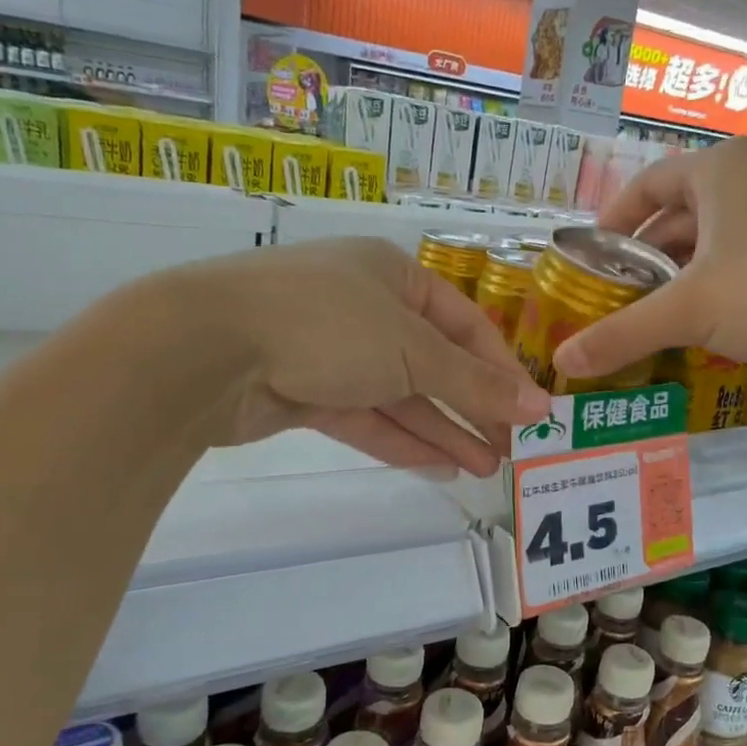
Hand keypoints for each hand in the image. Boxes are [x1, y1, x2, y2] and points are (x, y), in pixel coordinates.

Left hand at [175, 238, 550, 474]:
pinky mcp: (304, 392)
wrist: (206, 351)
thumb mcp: (413, 351)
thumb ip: (475, 383)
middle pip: (433, 363)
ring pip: (400, 395)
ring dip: (442, 430)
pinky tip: (440, 467)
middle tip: (509, 450)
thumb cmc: (327, 326)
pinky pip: (366, 417)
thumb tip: (539, 406)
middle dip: (472, 407)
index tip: (531, 412)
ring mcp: (331, 351)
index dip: (500, 369)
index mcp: (393, 277)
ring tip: (484, 468)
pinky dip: (401, 440)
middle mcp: (365, 308)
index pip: (464, 324)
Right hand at [552, 138, 746, 382]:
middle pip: (675, 214)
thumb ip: (621, 334)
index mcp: (716, 171)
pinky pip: (740, 256)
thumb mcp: (688, 313)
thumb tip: (562, 363)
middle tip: (616, 299)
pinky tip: (703, 322)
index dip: (611, 221)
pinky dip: (713, 283)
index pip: (644, 185)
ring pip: (710, 238)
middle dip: (642, 257)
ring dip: (677, 275)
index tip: (591, 259)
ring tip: (652, 316)